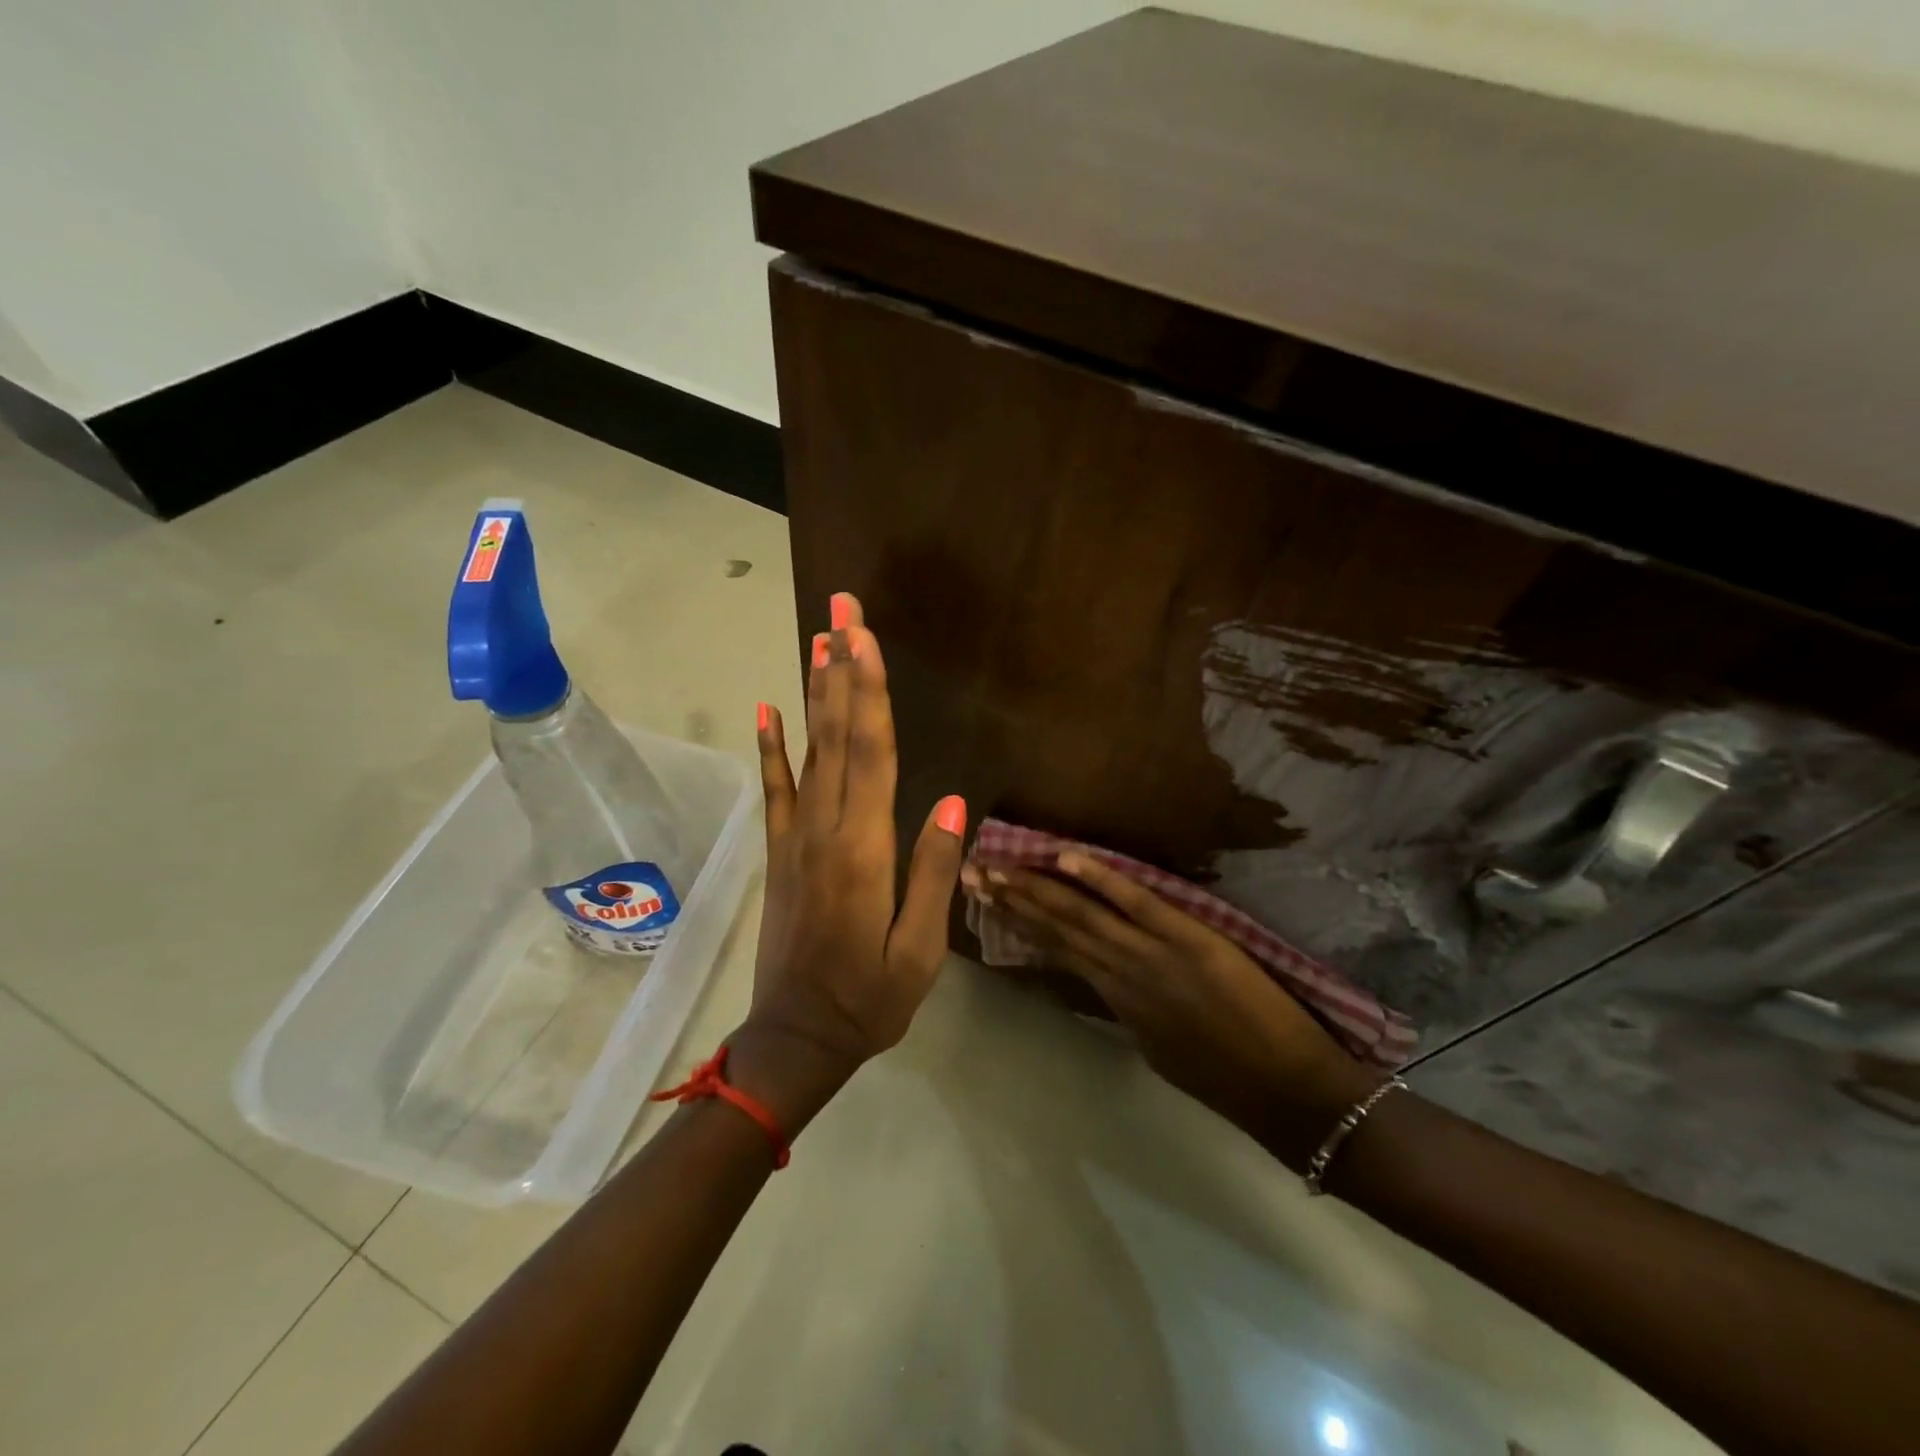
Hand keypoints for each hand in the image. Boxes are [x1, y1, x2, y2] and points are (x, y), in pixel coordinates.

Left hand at [734, 593, 965, 1130]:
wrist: (795, 1039)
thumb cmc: (869, 1000)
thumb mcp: (921, 950)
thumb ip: (935, 873)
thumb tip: (956, 801)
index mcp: (864, 850)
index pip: (871, 754)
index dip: (869, 691)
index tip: (864, 636)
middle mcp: (825, 830)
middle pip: (838, 736)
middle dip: (841, 667)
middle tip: (841, 608)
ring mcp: (796, 838)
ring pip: (809, 752)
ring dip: (815, 692)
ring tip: (818, 639)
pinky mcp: (781, 853)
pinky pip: (775, 790)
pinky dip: (770, 748)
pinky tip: (766, 710)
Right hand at [973, 853, 1377, 1169]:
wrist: (1291, 1094)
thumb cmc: (1228, 1079)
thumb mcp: (1160, 1049)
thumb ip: (1127, 1010)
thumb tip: (1105, 980)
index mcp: (1116, 1001)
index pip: (1057, 953)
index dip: (1019, 925)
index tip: (986, 901)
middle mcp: (1121, 974)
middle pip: (1056, 930)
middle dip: (1011, 900)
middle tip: (971, 874)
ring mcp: (1152, 954)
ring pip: (1082, 915)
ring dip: (1036, 889)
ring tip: (996, 867)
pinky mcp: (1188, 939)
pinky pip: (1137, 904)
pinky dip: (1101, 880)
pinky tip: (1067, 856)